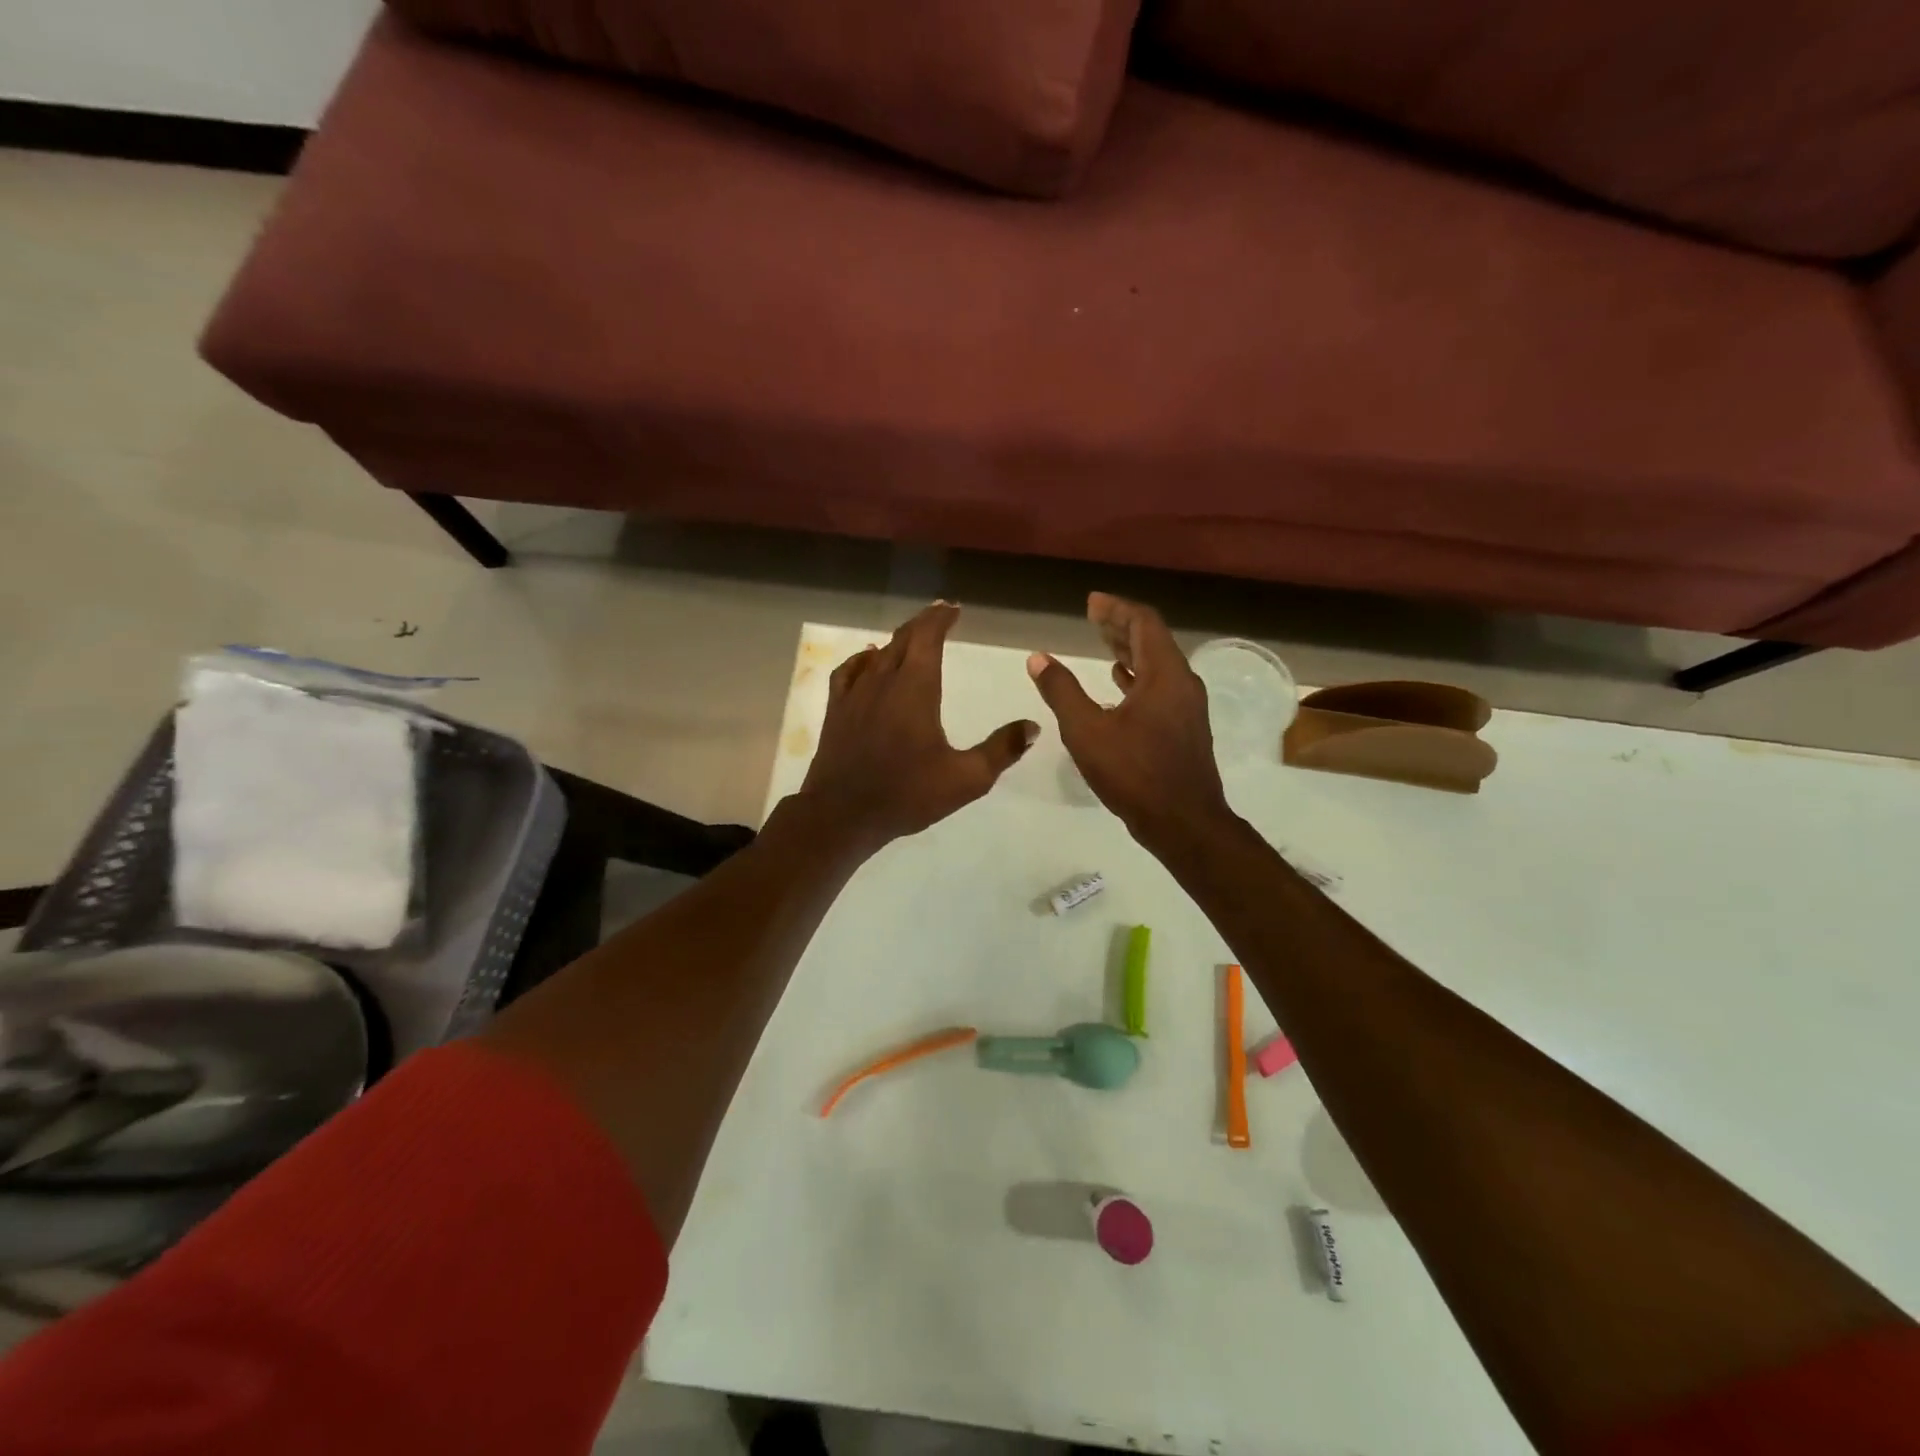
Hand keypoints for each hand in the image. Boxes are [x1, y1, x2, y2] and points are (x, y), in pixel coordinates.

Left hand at [799, 602, 1038, 852]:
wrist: (843, 814)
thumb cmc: (907, 794)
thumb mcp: (967, 778)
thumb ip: (1002, 750)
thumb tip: (1033, 727)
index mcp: (916, 688)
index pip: (927, 637)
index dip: (940, 618)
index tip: (953, 609)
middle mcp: (883, 680)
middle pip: (903, 639)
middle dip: (923, 624)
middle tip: (939, 616)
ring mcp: (855, 694)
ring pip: (878, 654)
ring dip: (898, 641)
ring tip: (912, 639)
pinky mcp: (836, 711)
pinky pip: (849, 671)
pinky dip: (863, 659)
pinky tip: (868, 661)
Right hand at [1026, 593, 1234, 851]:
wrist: (1184, 822)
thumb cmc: (1134, 773)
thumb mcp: (1087, 731)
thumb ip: (1061, 691)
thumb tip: (1037, 658)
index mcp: (1164, 674)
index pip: (1144, 623)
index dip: (1116, 609)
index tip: (1091, 602)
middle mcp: (1182, 683)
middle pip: (1153, 640)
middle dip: (1121, 626)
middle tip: (1093, 617)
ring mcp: (1187, 707)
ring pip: (1157, 665)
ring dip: (1129, 651)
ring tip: (1102, 644)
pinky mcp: (1184, 728)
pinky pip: (1160, 688)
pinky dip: (1137, 678)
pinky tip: (1119, 684)